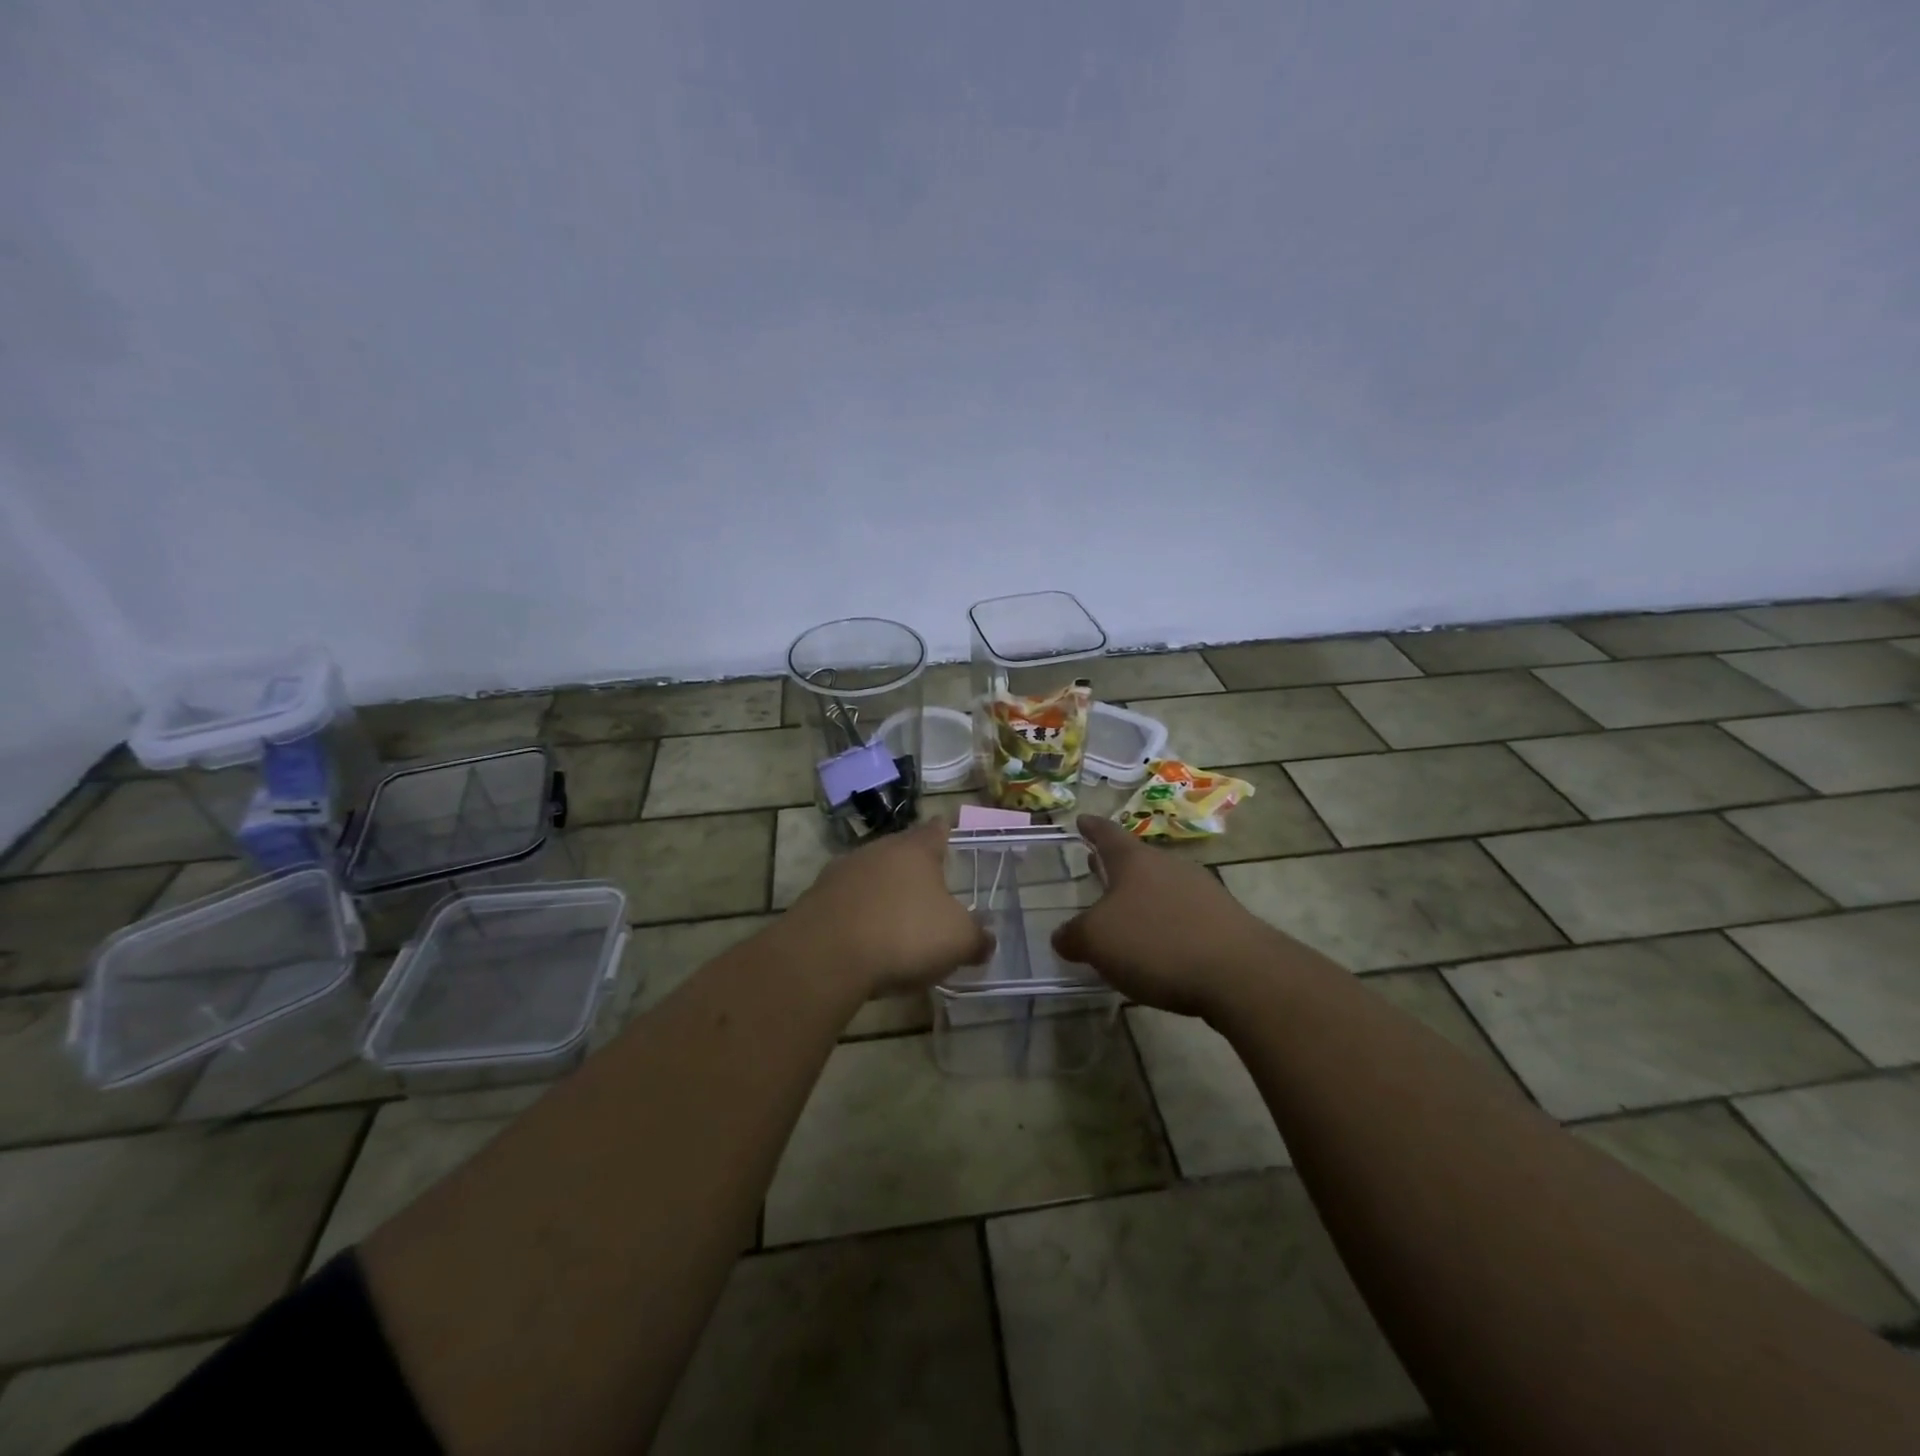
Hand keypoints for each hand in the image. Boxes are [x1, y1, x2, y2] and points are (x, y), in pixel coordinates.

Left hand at [780, 817, 992, 1000]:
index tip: (950, 830)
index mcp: (915, 850)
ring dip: (884, 892)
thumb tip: (987, 940)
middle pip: (901, 852)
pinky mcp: (816, 899)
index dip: (946, 831)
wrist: (825, 956)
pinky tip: (866, 940)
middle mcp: (877, 850)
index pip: (936, 829)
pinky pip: (847, 902)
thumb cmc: (903, 934)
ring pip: (871, 875)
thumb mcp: (957, 941)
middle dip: (915, 868)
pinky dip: (859, 915)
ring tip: (898, 918)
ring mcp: (841, 872)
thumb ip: (977, 938)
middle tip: (931, 888)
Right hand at [1052, 815, 1287, 1017]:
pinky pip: (1183, 913)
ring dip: (1141, 895)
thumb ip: (1074, 936)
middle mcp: (1169, 866)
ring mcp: (1202, 890)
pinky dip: (1165, 921)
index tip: (1081, 819)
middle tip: (1094, 865)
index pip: (1107, 834)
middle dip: (1115, 865)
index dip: (1091, 827)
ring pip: (1161, 885)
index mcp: (1135, 861)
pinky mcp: (1224, 920)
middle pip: (1137, 859)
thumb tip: (1063, 937)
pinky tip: (1159, 945)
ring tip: (1124, 911)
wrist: (1240, 974)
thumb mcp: (1097, 941)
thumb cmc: (1156, 942)